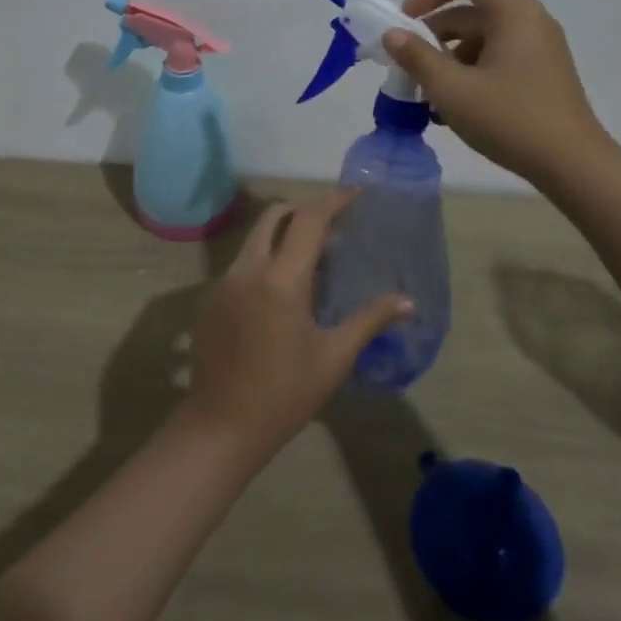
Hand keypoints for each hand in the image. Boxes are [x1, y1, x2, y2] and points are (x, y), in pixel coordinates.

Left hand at [184, 192, 412, 457]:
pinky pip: (243, 262)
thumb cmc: (285, 393)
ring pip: (255, 237)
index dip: (334, 201)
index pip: (308, 220)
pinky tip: (283, 288)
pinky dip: (266, 257)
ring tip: (313, 254)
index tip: (356, 195)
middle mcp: (248, 268)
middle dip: (304, 208)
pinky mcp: (212, 298)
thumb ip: (369, 320)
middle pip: (274, 215)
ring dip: (283, 232)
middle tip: (334, 221)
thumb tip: (408, 302)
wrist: (221, 425)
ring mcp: (224, 281)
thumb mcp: (334, 357)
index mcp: (281, 278)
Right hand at [384, 0, 605, 186]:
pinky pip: (499, 57)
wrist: (574, 166)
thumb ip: (416, 57)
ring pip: (484, 36)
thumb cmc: (510, 119)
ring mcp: (540, 48)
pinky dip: (472, 70)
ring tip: (429, 92)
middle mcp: (531, 21)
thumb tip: (392, 34)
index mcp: (514, 13)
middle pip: (474, 8)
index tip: (407, 20)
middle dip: (436, 32)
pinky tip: (455, 106)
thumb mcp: (452, 89)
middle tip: (409, 63)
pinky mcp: (543, 73)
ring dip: (451, 56)